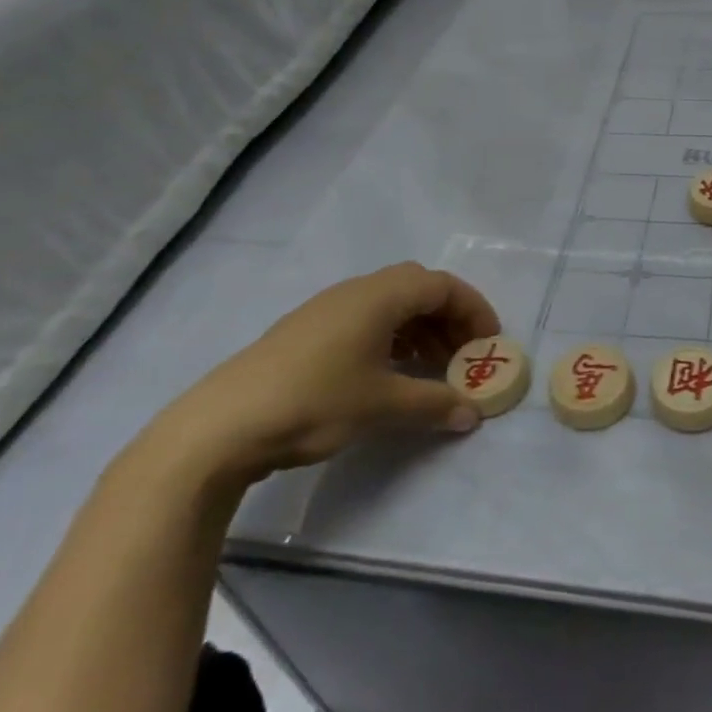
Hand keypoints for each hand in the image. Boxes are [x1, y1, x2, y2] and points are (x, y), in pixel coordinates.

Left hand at [147, 264, 501, 485]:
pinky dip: (391, 339)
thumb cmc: (315, 402)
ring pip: (391, 305)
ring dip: (420, 330)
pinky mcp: (307, 331)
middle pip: (418, 289)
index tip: (489, 343)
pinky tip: (389, 374)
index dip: (474, 310)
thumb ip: (434, 405)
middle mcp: (357, 291)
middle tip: (462, 355)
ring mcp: (328, 309)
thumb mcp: (383, 406)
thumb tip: (472, 414)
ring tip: (431, 369)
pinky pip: (366, 320)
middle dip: (448, 318)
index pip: (443, 286)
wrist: (222, 425)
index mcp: (380, 295)